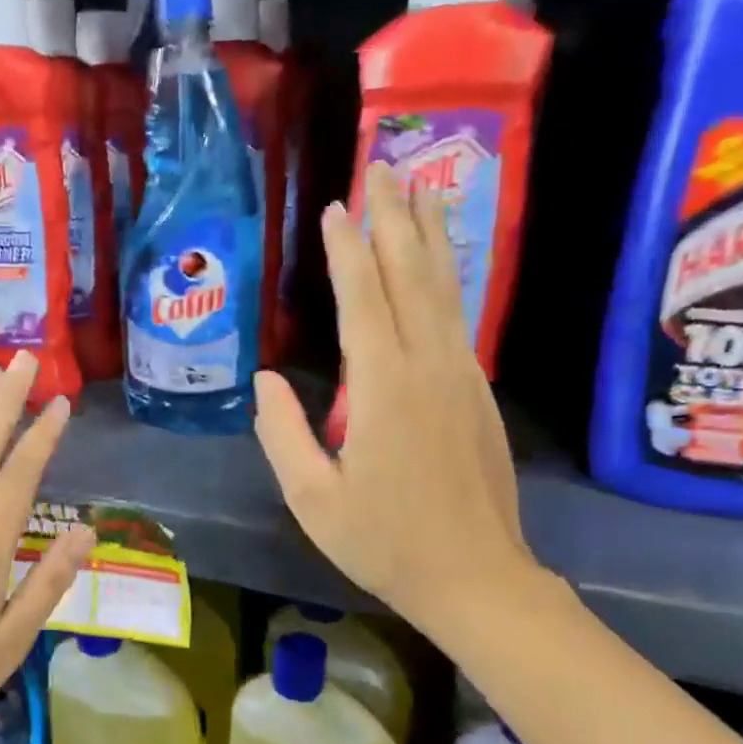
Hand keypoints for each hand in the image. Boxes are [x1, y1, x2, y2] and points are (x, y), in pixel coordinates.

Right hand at [254, 187, 542, 640]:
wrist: (476, 577)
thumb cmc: (384, 542)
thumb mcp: (312, 498)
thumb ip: (282, 433)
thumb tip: (266, 377)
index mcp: (383, 387)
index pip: (363, 298)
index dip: (347, 249)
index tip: (336, 205)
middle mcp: (428, 365)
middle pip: (411, 275)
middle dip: (394, 217)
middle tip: (384, 165)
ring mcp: (460, 375)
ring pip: (444, 288)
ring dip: (427, 235)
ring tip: (419, 189)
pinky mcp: (476, 391)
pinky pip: (457, 315)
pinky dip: (446, 276)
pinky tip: (438, 262)